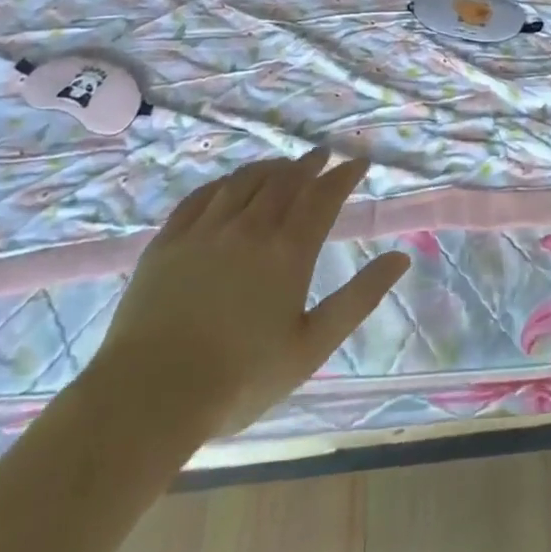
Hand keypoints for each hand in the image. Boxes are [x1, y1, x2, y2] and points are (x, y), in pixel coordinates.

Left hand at [87, 148, 408, 445]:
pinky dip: (225, 182)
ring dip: (270, 167)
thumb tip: (400, 258)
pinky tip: (229, 184)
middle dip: (309, 164)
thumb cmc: (241, 378)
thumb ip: (359, 298)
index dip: (344, 175)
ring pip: (244, 181)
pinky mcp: (168, 241)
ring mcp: (205, 230)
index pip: (323, 196)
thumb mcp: (312, 345)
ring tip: (283, 165)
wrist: (149, 395)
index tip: (359, 162)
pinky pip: (201, 196)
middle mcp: (250, 228)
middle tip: (323, 156)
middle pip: (285, 180)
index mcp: (288, 251)